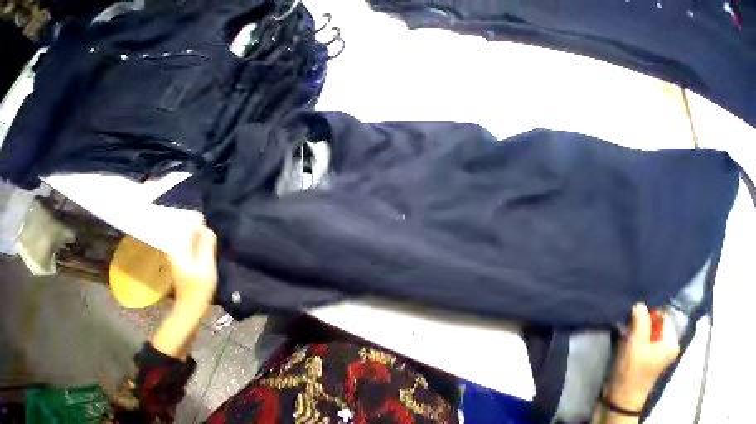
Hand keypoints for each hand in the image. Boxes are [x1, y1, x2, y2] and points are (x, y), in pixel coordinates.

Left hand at [168, 225, 217, 311]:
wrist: (192, 305)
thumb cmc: (200, 286)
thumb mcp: (206, 265)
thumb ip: (205, 246)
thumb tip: (206, 228)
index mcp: (177, 251)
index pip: (181, 229)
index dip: (190, 220)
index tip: (204, 214)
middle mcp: (175, 252)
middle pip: (182, 233)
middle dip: (193, 224)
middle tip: (209, 217)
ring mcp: (179, 257)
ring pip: (186, 238)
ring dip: (196, 232)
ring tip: (210, 225)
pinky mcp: (185, 261)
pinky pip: (190, 245)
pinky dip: (197, 240)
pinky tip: (207, 239)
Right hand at [606, 303, 679, 410]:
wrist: (622, 391)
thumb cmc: (632, 368)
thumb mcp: (635, 343)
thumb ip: (640, 323)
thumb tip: (640, 303)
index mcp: (670, 343)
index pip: (663, 318)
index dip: (649, 310)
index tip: (632, 306)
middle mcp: (665, 345)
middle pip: (653, 323)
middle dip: (639, 318)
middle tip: (624, 315)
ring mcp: (654, 349)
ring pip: (644, 329)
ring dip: (632, 325)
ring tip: (621, 322)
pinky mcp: (643, 352)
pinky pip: (639, 336)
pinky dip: (630, 331)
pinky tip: (620, 331)